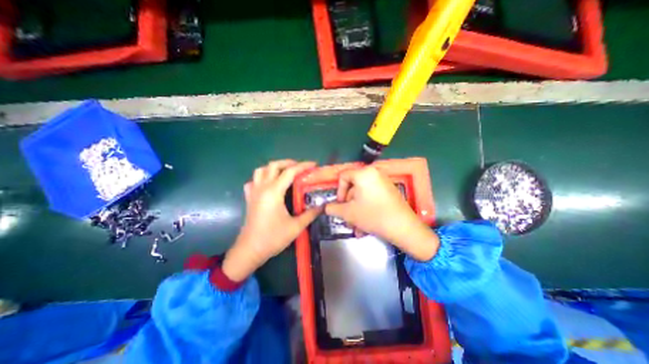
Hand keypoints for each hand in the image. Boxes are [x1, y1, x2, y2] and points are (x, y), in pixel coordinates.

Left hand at [224, 161, 320, 281]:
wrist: (250, 250)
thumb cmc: (273, 238)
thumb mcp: (296, 227)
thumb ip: (310, 214)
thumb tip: (323, 206)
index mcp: (274, 192)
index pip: (290, 172)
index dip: (303, 166)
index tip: (314, 165)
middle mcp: (262, 188)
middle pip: (274, 165)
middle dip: (288, 162)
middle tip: (300, 167)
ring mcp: (253, 192)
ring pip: (261, 170)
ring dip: (274, 167)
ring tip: (285, 172)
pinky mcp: (249, 198)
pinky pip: (253, 181)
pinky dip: (262, 177)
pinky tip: (269, 184)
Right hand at [327, 165, 437, 261]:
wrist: (404, 228)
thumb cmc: (373, 216)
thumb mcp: (348, 213)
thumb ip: (333, 208)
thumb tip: (326, 207)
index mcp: (363, 173)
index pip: (343, 176)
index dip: (338, 191)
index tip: (340, 205)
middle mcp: (374, 173)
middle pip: (353, 187)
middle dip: (348, 205)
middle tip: (348, 219)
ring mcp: (384, 182)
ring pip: (363, 195)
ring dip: (357, 211)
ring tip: (357, 227)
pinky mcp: (390, 191)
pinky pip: (372, 197)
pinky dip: (367, 209)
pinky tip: (366, 226)